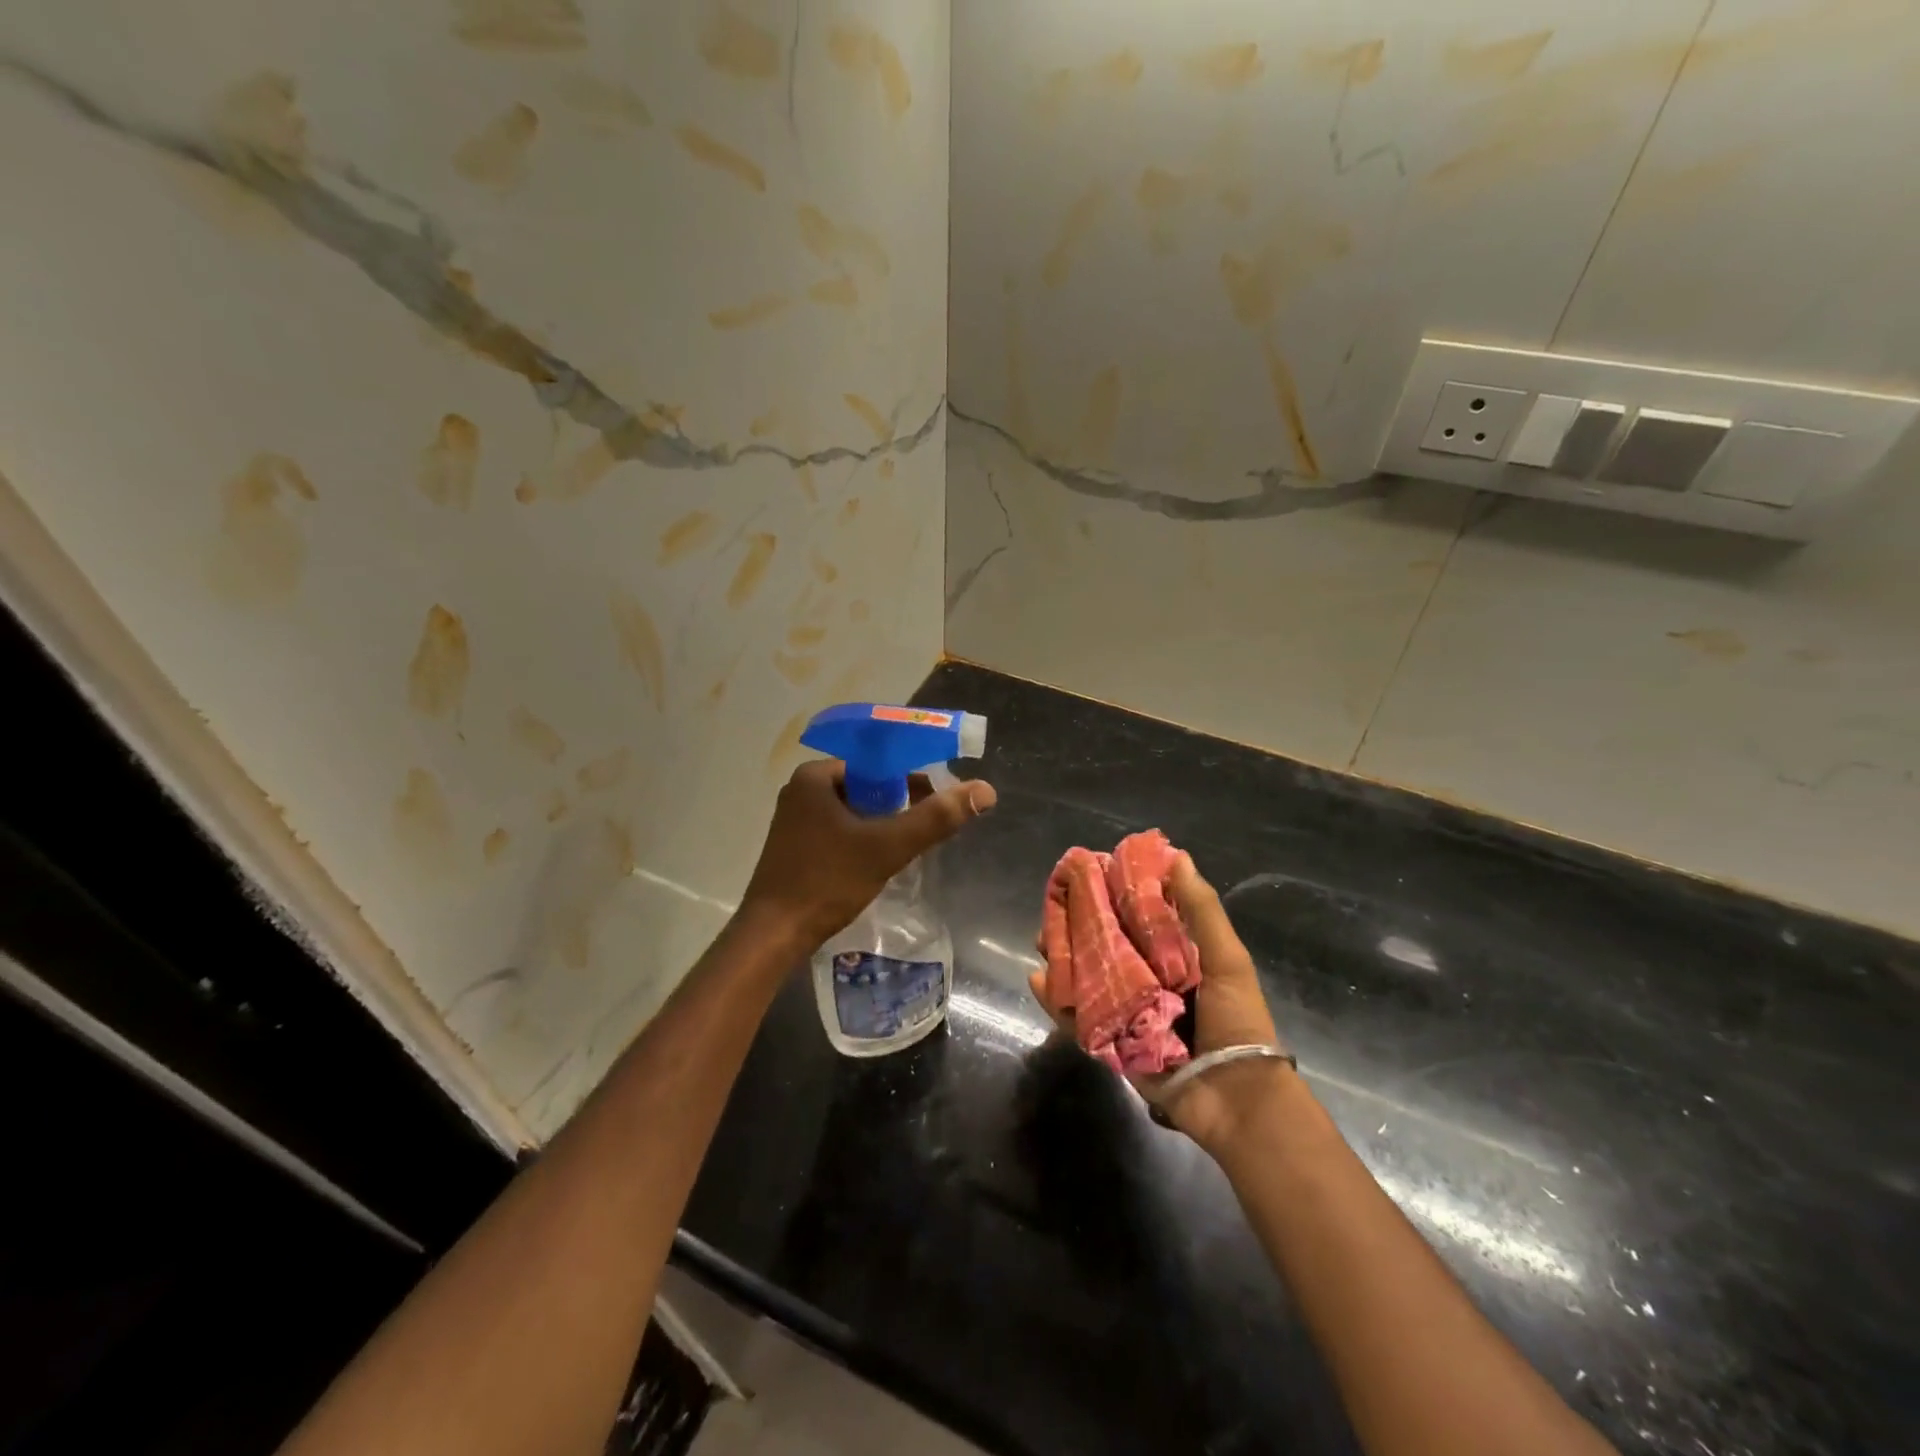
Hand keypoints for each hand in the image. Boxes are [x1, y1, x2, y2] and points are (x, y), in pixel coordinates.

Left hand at [741, 759, 996, 950]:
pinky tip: (880, 860)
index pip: (877, 763)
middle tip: (929, 826)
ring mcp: (795, 819)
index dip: (913, 778)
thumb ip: (936, 818)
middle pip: (866, 786)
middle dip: (900, 803)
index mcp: (815, 776)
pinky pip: (839, 829)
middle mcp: (801, 790)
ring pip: (854, 810)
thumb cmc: (827, 882)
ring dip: (883, 823)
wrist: (774, 935)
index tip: (939, 799)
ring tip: (910, 845)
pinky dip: (863, 838)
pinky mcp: (795, 846)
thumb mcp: (887, 847)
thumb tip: (985, 790)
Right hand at [1028, 852, 1286, 1152]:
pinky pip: (1077, 1018)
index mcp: (1173, 956)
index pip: (1135, 916)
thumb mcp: (1227, 959)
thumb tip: (1178, 857)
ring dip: (1062, 957)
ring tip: (1042, 939)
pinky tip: (1039, 979)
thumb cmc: (1236, 1021)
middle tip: (1055, 906)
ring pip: (1085, 977)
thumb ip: (1201, 910)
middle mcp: (1145, 978)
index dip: (1112, 894)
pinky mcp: (1110, 1042)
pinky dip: (1055, 1000)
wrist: (1236, 1100)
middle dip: (1077, 925)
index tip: (1088, 872)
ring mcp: (1125, 1011)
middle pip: (1103, 944)